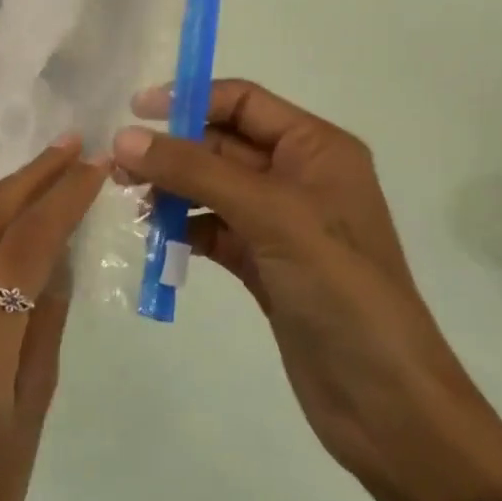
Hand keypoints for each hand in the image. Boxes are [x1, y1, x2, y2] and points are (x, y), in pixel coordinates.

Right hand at [113, 81, 501, 500]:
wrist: (383, 400)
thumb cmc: (339, 289)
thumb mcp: (270, 215)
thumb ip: (196, 171)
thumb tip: (124, 137)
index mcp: (317, 149)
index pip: (245, 103)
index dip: (190, 100)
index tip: (134, 113)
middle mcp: (300, 178)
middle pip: (223, 145)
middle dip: (173, 151)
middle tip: (118, 170)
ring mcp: (282, 225)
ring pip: (213, 189)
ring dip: (173, 190)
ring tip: (130, 202)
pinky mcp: (265, 266)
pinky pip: (214, 231)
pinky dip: (184, 229)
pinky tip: (156, 239)